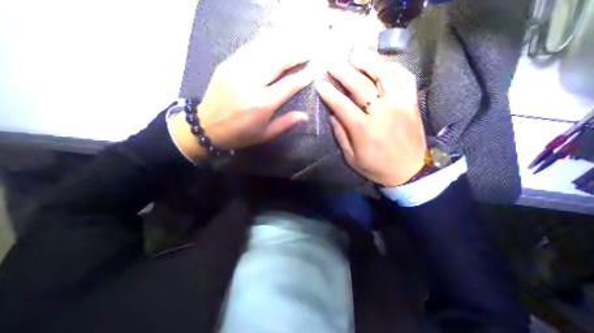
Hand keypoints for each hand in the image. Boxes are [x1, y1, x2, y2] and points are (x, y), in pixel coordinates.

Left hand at [170, 35, 312, 159]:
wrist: (207, 126)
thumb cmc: (240, 134)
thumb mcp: (265, 134)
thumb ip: (285, 123)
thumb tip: (305, 116)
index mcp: (261, 104)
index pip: (288, 85)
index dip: (303, 76)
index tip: (314, 70)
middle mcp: (250, 83)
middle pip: (278, 60)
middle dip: (296, 53)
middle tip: (308, 51)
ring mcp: (237, 70)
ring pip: (264, 49)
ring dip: (282, 43)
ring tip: (295, 43)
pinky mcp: (227, 64)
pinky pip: (249, 47)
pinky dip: (263, 41)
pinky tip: (273, 37)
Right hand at [315, 58, 427, 185]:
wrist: (410, 172)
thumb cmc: (377, 167)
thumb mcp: (352, 157)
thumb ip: (341, 135)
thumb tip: (333, 116)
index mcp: (364, 129)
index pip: (342, 105)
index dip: (329, 93)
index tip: (319, 84)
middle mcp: (382, 112)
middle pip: (360, 85)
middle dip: (343, 72)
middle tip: (332, 64)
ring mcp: (400, 104)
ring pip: (384, 75)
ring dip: (368, 63)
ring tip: (356, 56)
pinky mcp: (412, 103)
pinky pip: (406, 78)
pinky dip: (394, 68)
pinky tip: (383, 66)